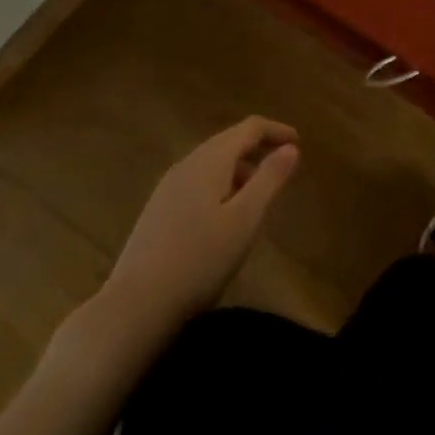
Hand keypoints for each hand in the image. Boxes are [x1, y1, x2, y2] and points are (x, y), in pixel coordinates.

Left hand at [95, 117, 299, 338]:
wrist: (135, 306)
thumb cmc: (199, 260)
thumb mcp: (245, 220)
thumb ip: (269, 179)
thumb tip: (290, 147)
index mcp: (209, 160)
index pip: (248, 128)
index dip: (276, 130)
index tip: (299, 141)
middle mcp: (186, 164)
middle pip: (228, 141)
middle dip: (258, 148)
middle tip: (283, 166)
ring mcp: (167, 187)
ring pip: (211, 162)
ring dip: (239, 168)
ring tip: (259, 193)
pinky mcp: (158, 210)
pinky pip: (197, 181)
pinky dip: (221, 184)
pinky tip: (224, 214)